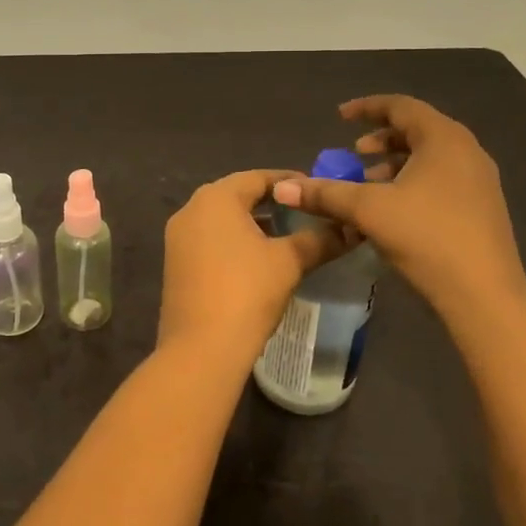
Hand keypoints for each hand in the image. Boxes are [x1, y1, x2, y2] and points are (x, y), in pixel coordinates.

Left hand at [158, 170, 348, 374]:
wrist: (201, 348)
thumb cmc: (247, 292)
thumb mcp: (289, 262)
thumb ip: (319, 239)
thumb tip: (349, 229)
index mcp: (215, 198)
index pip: (257, 177)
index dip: (288, 182)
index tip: (315, 190)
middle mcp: (190, 210)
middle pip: (236, 195)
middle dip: (270, 202)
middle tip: (303, 211)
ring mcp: (178, 238)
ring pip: (222, 220)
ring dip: (252, 224)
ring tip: (286, 236)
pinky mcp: (175, 264)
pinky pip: (209, 240)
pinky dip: (234, 242)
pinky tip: (258, 260)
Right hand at [274, 95, 525, 319]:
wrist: (484, 296)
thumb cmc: (426, 238)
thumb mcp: (368, 211)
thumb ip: (325, 193)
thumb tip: (282, 187)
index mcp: (444, 139)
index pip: (401, 106)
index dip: (367, 108)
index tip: (340, 117)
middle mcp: (467, 151)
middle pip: (418, 130)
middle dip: (381, 140)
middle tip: (354, 153)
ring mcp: (479, 181)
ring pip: (430, 158)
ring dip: (395, 165)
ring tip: (368, 186)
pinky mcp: (483, 208)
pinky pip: (442, 180)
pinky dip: (413, 183)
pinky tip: (393, 211)